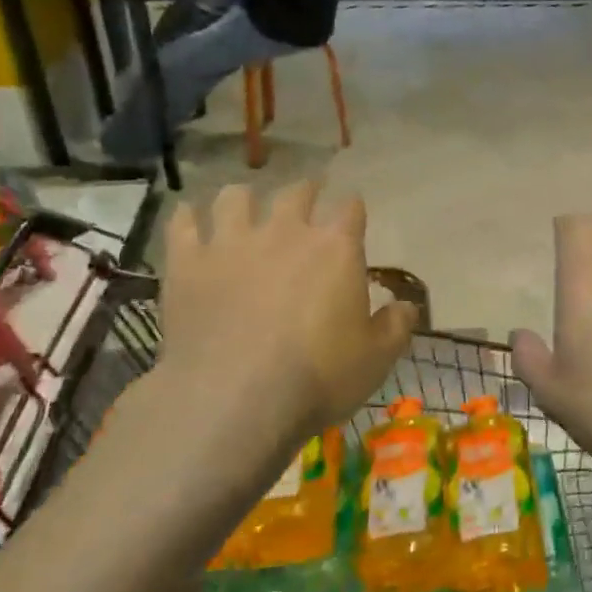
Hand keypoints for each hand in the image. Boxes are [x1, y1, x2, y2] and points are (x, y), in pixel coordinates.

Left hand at [156, 182, 417, 471]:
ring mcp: (232, 242)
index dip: (353, 209)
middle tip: (305, 201)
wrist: (235, 399)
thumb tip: (408, 307)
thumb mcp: (376, 359)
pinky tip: (190, 220)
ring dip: (244, 199)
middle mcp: (285, 231)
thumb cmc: (317, 377)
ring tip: (244, 208)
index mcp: (335, 248)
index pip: (350, 208)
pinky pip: (183, 222)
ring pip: (235, 197)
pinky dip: (188, 218)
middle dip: (305, 192)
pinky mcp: (188, 262)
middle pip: (296, 192)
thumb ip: (396, 327)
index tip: (352, 215)